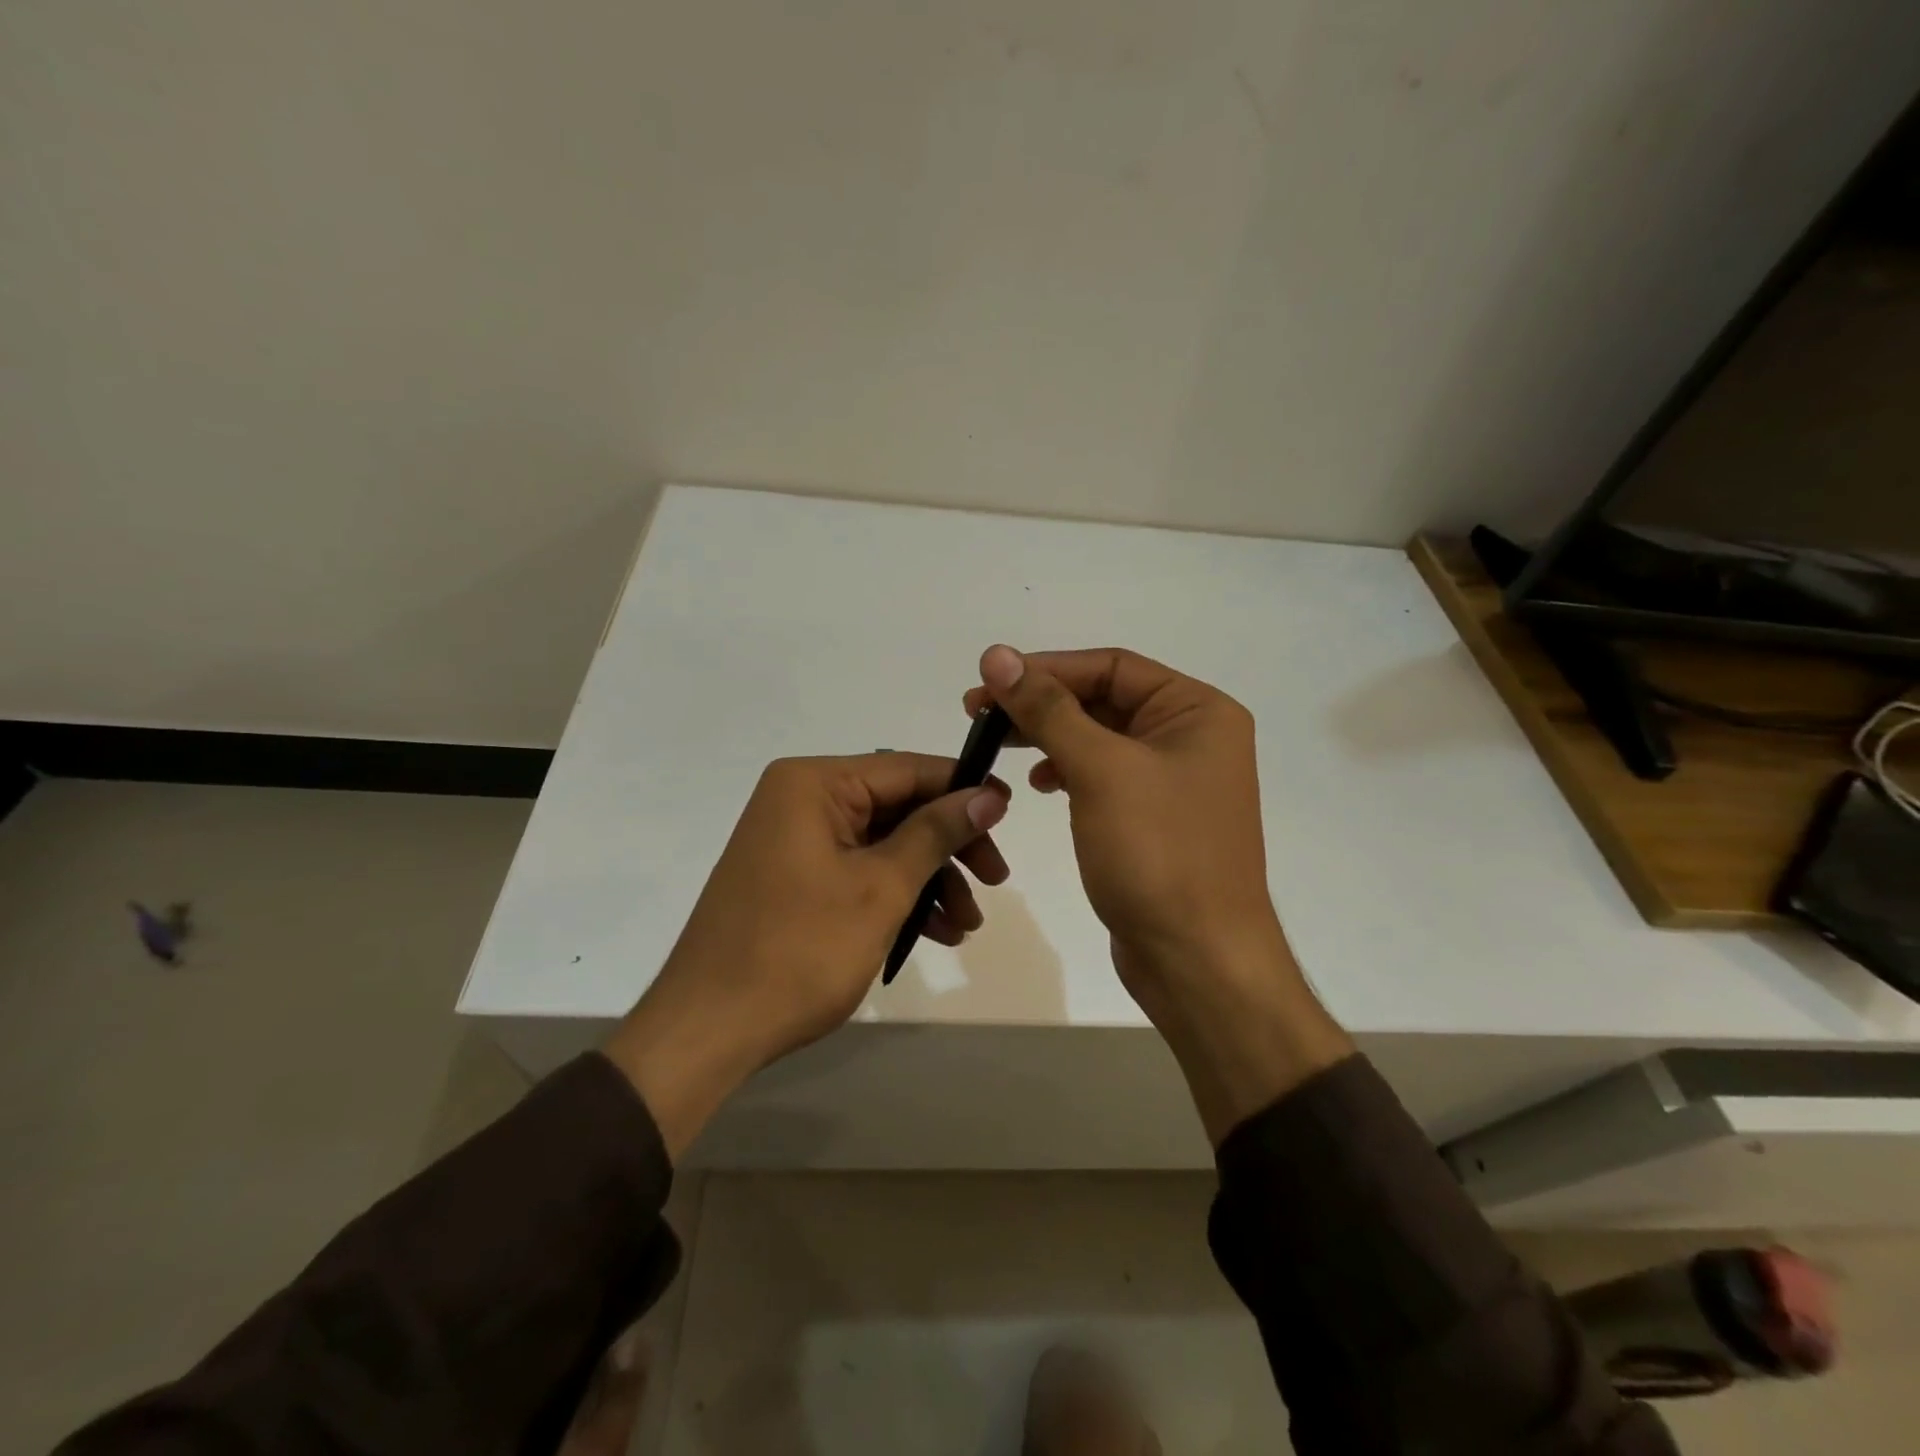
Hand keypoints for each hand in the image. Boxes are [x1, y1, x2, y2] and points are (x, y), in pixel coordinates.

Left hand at [604, 753, 1009, 1155]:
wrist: (709, 1030)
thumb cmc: (799, 950)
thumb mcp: (880, 888)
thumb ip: (936, 833)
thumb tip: (988, 795)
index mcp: (813, 784)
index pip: (906, 769)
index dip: (963, 789)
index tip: (1009, 815)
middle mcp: (800, 799)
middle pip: (897, 807)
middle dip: (948, 847)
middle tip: (996, 880)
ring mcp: (794, 840)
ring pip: (882, 844)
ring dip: (929, 879)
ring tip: (965, 926)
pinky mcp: (793, 877)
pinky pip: (857, 870)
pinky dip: (896, 896)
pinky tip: (933, 933)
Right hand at [967, 646, 1350, 1140]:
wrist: (1197, 960)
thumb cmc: (1157, 854)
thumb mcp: (1100, 770)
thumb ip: (1047, 708)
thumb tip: (998, 654)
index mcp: (1197, 711)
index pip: (1110, 667)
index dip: (1046, 669)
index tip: (988, 682)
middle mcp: (1191, 736)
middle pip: (1103, 699)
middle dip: (1041, 703)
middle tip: (978, 712)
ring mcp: (1173, 780)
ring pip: (1099, 738)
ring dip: (1049, 736)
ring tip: (997, 744)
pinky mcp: (1153, 817)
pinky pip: (1103, 776)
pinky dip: (1068, 771)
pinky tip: (1040, 783)